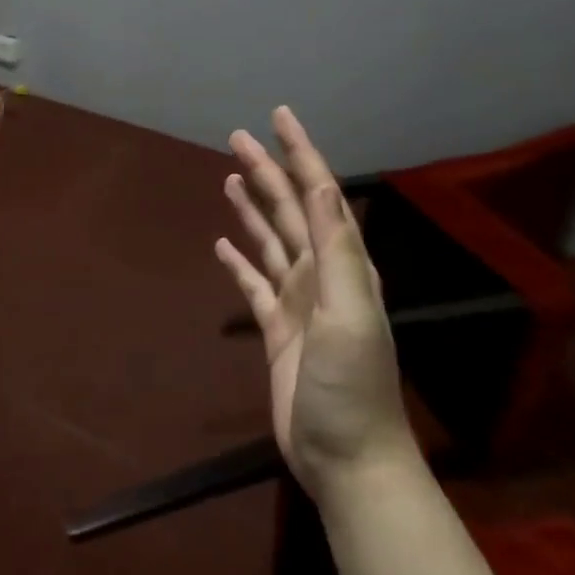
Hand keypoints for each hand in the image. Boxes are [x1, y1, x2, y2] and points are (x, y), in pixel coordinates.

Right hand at [215, 106, 417, 497]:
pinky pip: (253, 283)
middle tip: (237, 138)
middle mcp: (320, 274)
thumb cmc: (352, 386)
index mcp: (342, 264)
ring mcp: (297, 301)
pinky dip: (239, 261)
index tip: (280, 116)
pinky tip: (222, 245)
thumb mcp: (350, 312)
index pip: (318, 194)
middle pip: (288, 210)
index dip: (300, 153)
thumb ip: (336, 249)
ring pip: (269, 241)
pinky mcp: (276, 329)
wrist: (347, 457)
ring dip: (253, 208)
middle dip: (267, 171)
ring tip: (231, 179)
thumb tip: (321, 185)